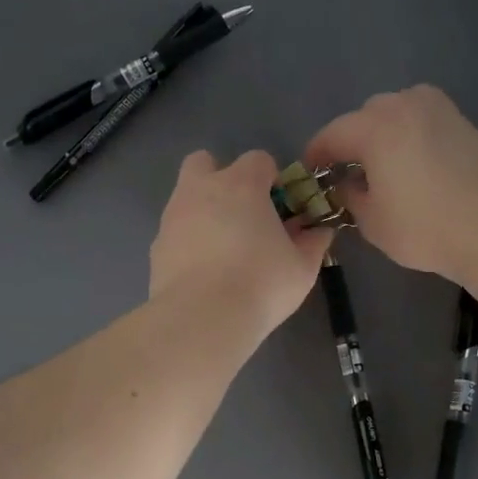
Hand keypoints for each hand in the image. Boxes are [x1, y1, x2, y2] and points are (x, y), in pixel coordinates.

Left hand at [150, 149, 332, 336]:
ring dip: (203, 210)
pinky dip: (187, 241)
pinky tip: (203, 270)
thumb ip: (313, 243)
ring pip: (185, 196)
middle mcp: (202, 189)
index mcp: (241, 184)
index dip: (271, 179)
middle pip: (205, 162)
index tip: (280, 207)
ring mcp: (173, 216)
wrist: (202, 318)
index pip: (258, 160)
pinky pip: (174, 231)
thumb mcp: (302, 267)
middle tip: (241, 214)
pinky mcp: (156, 245)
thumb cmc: (261, 284)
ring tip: (222, 249)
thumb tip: (320, 231)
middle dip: (221, 178)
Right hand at [304, 86, 477, 278]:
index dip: (315, 156)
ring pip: (396, 112)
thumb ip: (349, 197)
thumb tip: (346, 184)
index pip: (331, 135)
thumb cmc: (425, 227)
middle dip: (351, 141)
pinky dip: (409, 135)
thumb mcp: (372, 222)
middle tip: (347, 173)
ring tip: (382, 166)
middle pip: (364, 117)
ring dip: (382, 133)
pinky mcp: (462, 121)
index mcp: (374, 127)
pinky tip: (413, 164)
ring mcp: (438, 109)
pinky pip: (422, 119)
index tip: (310, 175)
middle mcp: (404, 105)